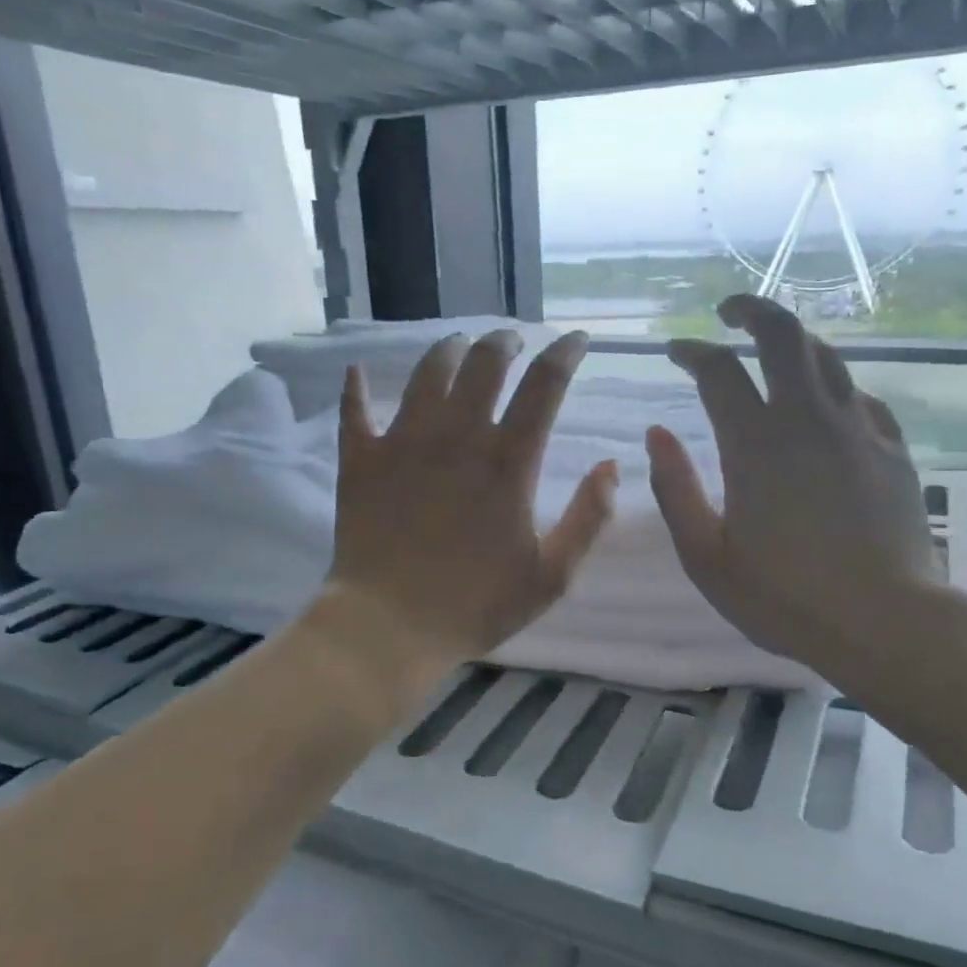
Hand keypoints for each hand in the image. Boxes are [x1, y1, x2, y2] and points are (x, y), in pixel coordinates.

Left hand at [322, 328, 618, 670]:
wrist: (388, 627)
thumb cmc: (476, 605)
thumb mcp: (552, 574)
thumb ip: (588, 517)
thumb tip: (611, 466)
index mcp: (507, 461)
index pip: (544, 385)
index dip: (565, 353)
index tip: (577, 339)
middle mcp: (457, 436)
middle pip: (483, 363)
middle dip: (504, 341)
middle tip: (512, 340)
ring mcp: (403, 442)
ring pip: (426, 373)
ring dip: (447, 349)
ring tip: (458, 345)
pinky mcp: (361, 459)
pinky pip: (355, 410)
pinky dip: (356, 387)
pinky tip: (358, 371)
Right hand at [646, 295, 938, 677]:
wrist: (885, 622)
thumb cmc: (784, 597)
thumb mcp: (706, 556)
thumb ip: (675, 489)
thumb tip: (656, 433)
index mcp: (755, 444)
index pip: (718, 370)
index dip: (692, 352)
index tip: (676, 351)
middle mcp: (807, 419)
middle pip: (783, 334)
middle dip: (752, 311)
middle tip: (730, 314)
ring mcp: (858, 429)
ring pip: (827, 357)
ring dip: (794, 341)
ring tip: (774, 350)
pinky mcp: (892, 449)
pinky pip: (860, 397)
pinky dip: (833, 387)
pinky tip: (827, 406)